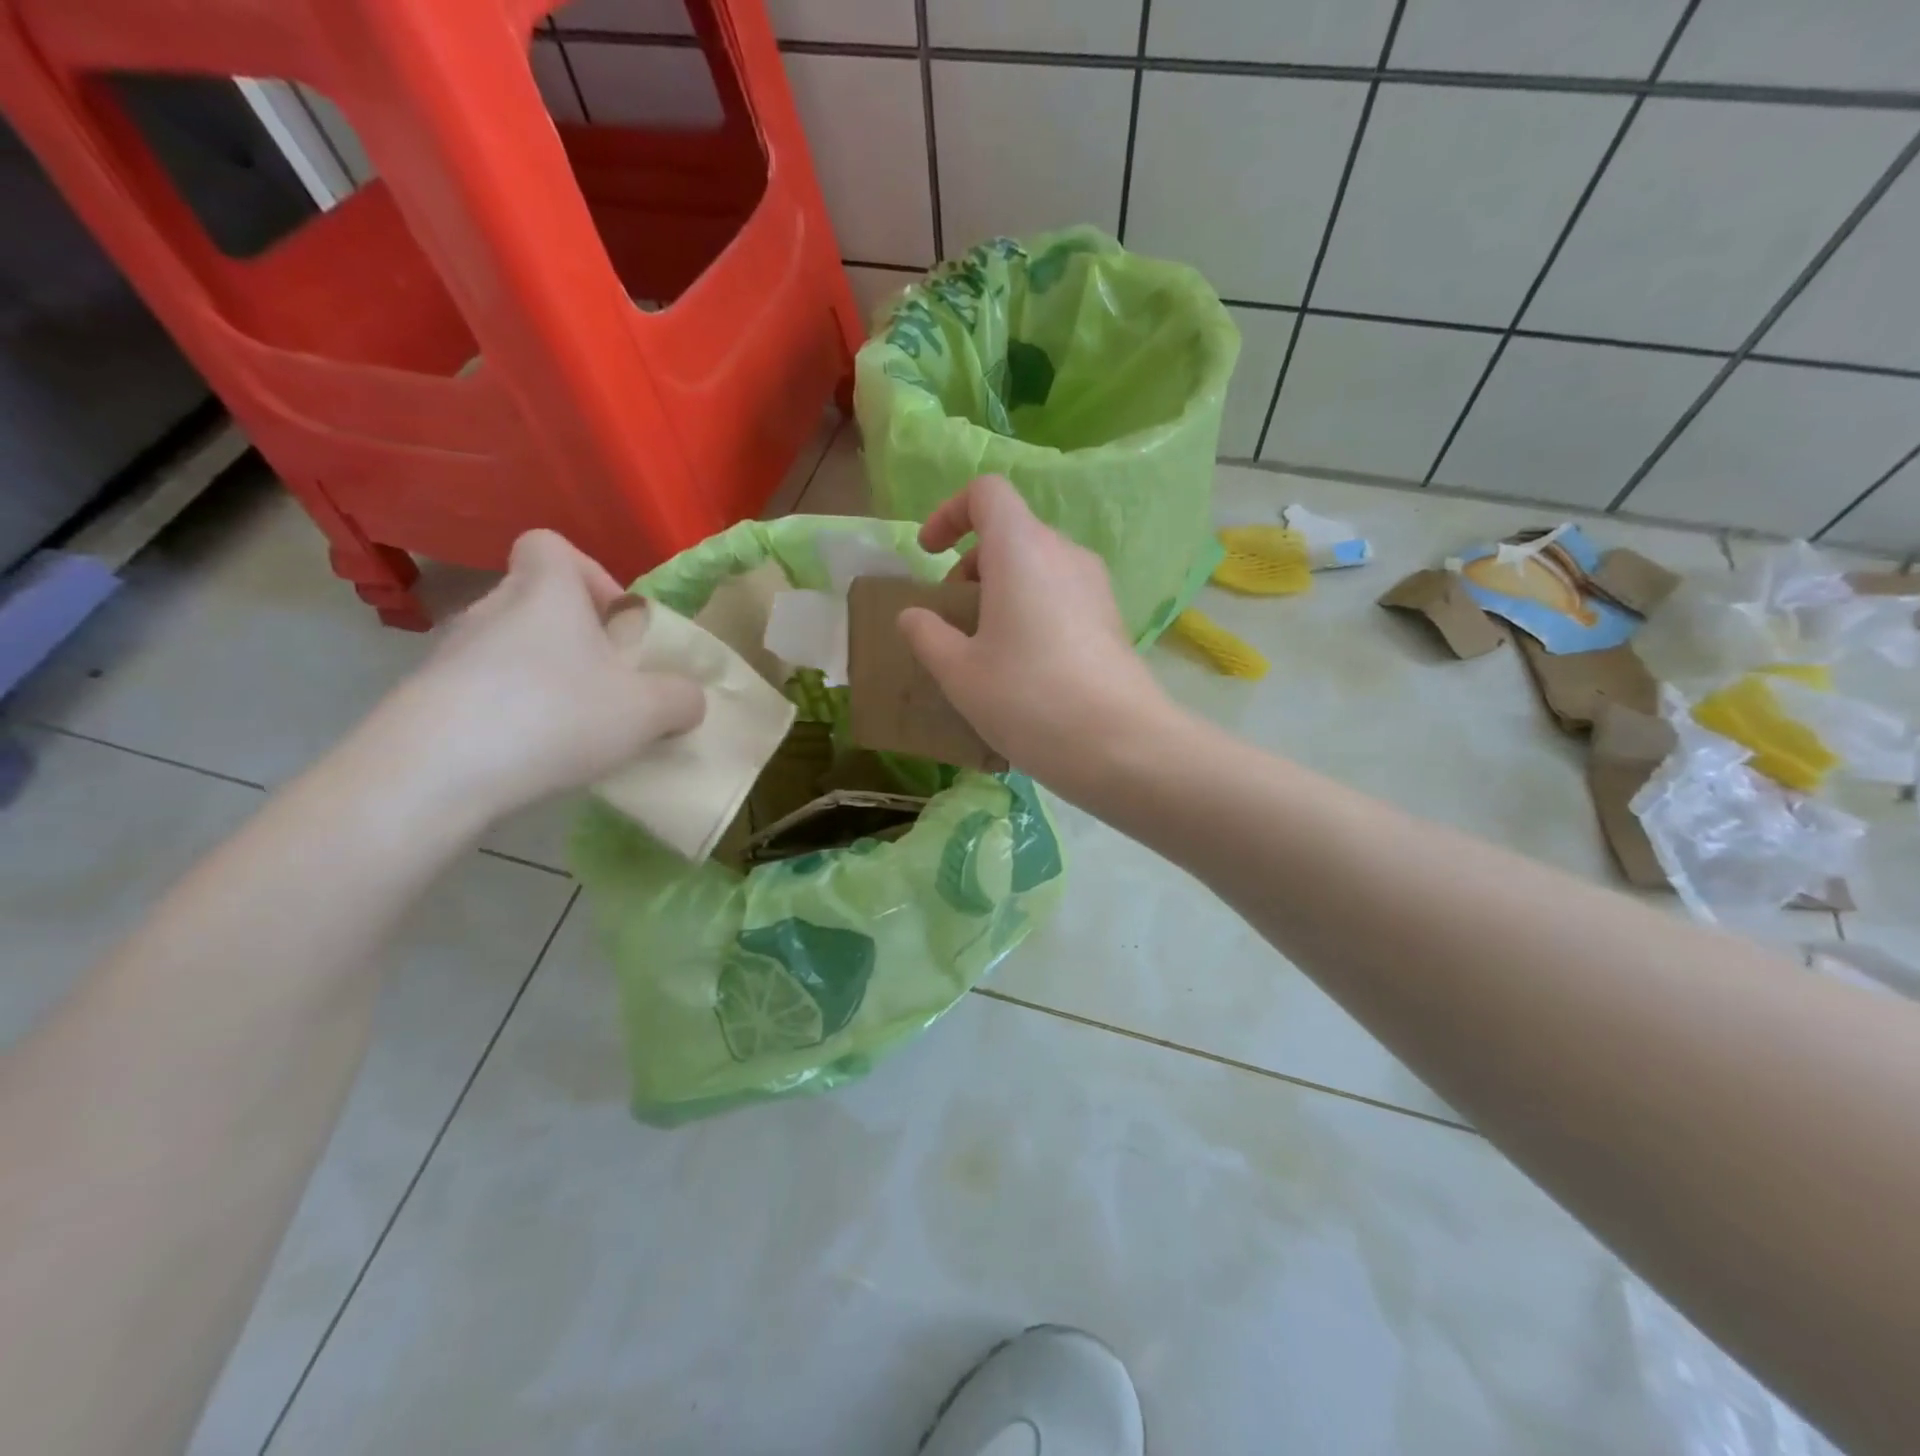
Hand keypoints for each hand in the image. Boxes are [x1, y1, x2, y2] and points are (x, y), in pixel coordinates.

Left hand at [366, 531, 704, 822]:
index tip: (616, 623)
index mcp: (546, 592)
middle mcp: (492, 609)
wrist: (435, 772)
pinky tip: (528, 754)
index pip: (551, 545)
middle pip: (535, 602)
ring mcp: (451, 654)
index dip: (589, 574)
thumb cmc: (555, 715)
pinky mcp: (426, 698)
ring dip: (543, 677)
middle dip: (575, 638)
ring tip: (571, 728)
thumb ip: (681, 697)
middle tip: (605, 685)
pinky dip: (509, 712)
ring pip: (509, 649)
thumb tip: (687, 698)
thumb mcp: (648, 710)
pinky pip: (481, 690)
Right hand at [896, 476, 1173, 797]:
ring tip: (985, 647)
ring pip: (1037, 567)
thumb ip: (927, 635)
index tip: (930, 555)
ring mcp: (1095, 585)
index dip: (949, 513)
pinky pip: (1061, 595)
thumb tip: (913, 616)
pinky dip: (1031, 611)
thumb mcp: (960, 673)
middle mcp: (1063, 553)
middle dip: (971, 565)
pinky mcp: (1111, 618)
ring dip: (1001, 592)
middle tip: (953, 617)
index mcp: (1021, 549)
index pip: (986, 493)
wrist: (1120, 744)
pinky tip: (1024, 667)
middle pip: (1011, 533)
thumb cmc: (1027, 697)